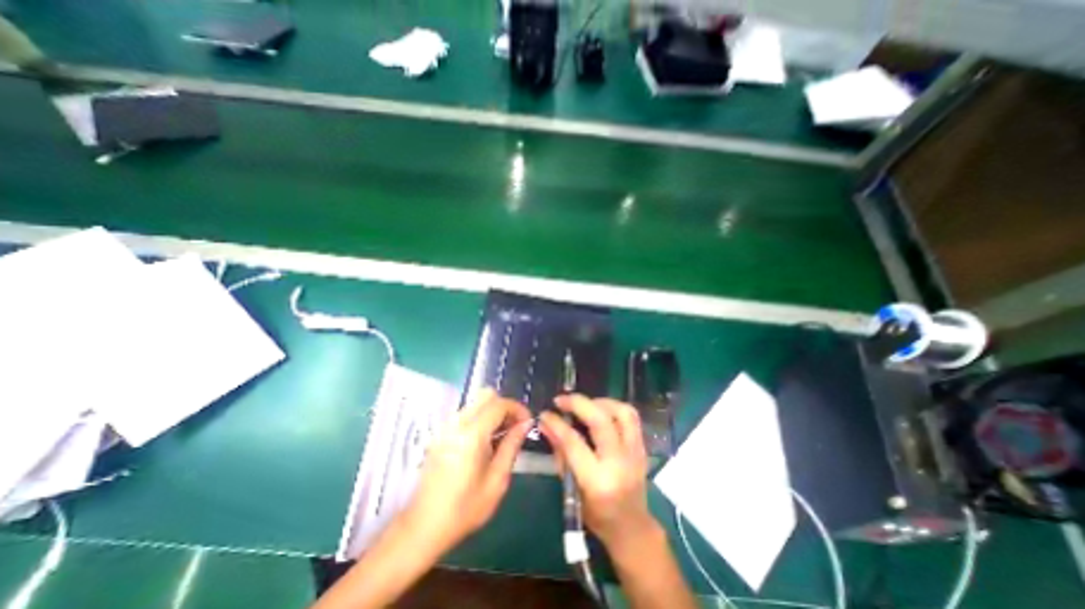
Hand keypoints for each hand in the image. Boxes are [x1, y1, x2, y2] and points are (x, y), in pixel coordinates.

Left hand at [400, 391, 532, 551]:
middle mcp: (457, 423)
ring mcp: (446, 427)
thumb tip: (525, 424)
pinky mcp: (441, 433)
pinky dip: (481, 418)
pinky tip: (485, 441)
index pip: (499, 404)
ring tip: (502, 435)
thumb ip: (512, 446)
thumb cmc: (464, 509)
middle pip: (486, 395)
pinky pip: (466, 413)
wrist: (422, 527)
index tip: (528, 423)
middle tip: (515, 426)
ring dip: (493, 411)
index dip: (518, 408)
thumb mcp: (497, 481)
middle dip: (505, 406)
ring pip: (476, 403)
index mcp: (471, 434)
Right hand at [537, 396, 656, 551]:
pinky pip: (632, 417)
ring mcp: (635, 453)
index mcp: (598, 481)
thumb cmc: (597, 515)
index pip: (574, 443)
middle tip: (561, 400)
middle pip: (601, 420)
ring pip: (622, 412)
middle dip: (578, 403)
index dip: (557, 424)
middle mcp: (619, 463)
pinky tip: (600, 410)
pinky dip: (614, 407)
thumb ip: (560, 453)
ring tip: (584, 404)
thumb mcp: (572, 490)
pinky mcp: (643, 446)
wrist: (632, 527)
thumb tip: (546, 424)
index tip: (545, 413)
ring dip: (600, 402)